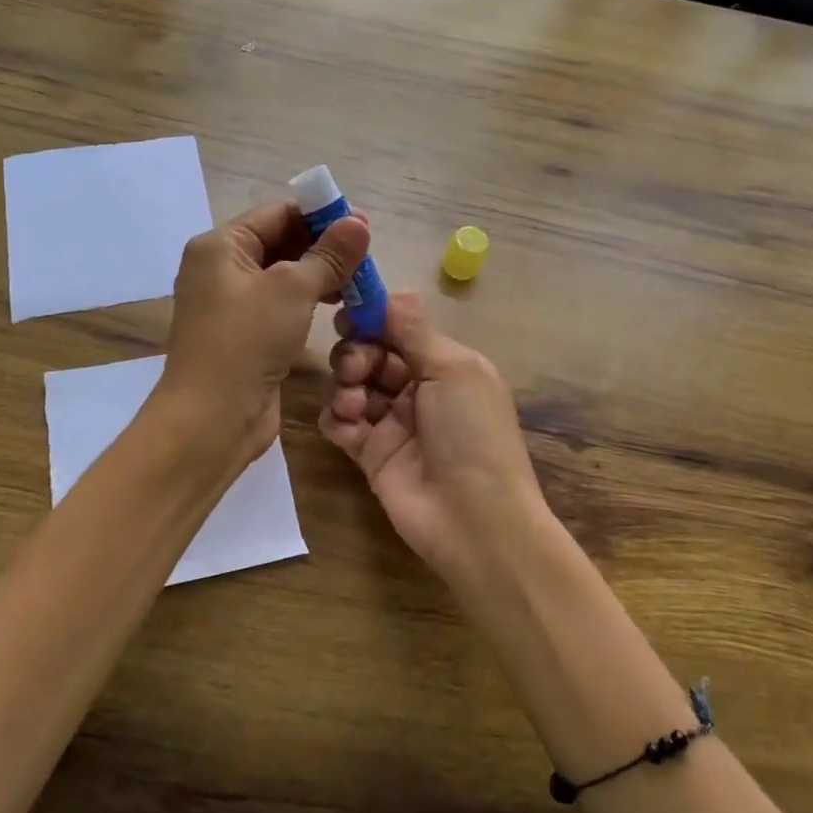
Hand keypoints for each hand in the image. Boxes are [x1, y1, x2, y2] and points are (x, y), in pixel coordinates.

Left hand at [159, 202, 369, 464]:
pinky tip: (339, 307)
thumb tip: (359, 222)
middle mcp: (221, 268)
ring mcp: (231, 304)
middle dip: (323, 247)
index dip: (320, 216)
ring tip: (360, 282)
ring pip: (284, 276)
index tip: (362, 225)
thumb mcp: (292, 290)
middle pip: (280, 242)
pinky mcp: (245, 334)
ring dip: (320, 275)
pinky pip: (281, 305)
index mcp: (220, 246)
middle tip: (367, 255)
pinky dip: (308, 301)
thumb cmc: (246, 341)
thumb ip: (328, 255)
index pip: (276, 214)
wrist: (211, 419)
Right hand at [319, 292, 549, 588]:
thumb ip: (415, 331)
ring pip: (351, 384)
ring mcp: (391, 422)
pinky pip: (340, 423)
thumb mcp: (454, 370)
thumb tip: (393, 292)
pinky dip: (337, 418)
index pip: (399, 328)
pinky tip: (348, 425)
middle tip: (356, 368)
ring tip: (355, 403)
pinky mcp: (369, 453)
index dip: (373, 319)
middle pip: (370, 353)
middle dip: (356, 352)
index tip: (349, 313)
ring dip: (345, 385)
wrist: (475, 520)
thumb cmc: (472, 433)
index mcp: (444, 364)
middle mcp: (417, 388)